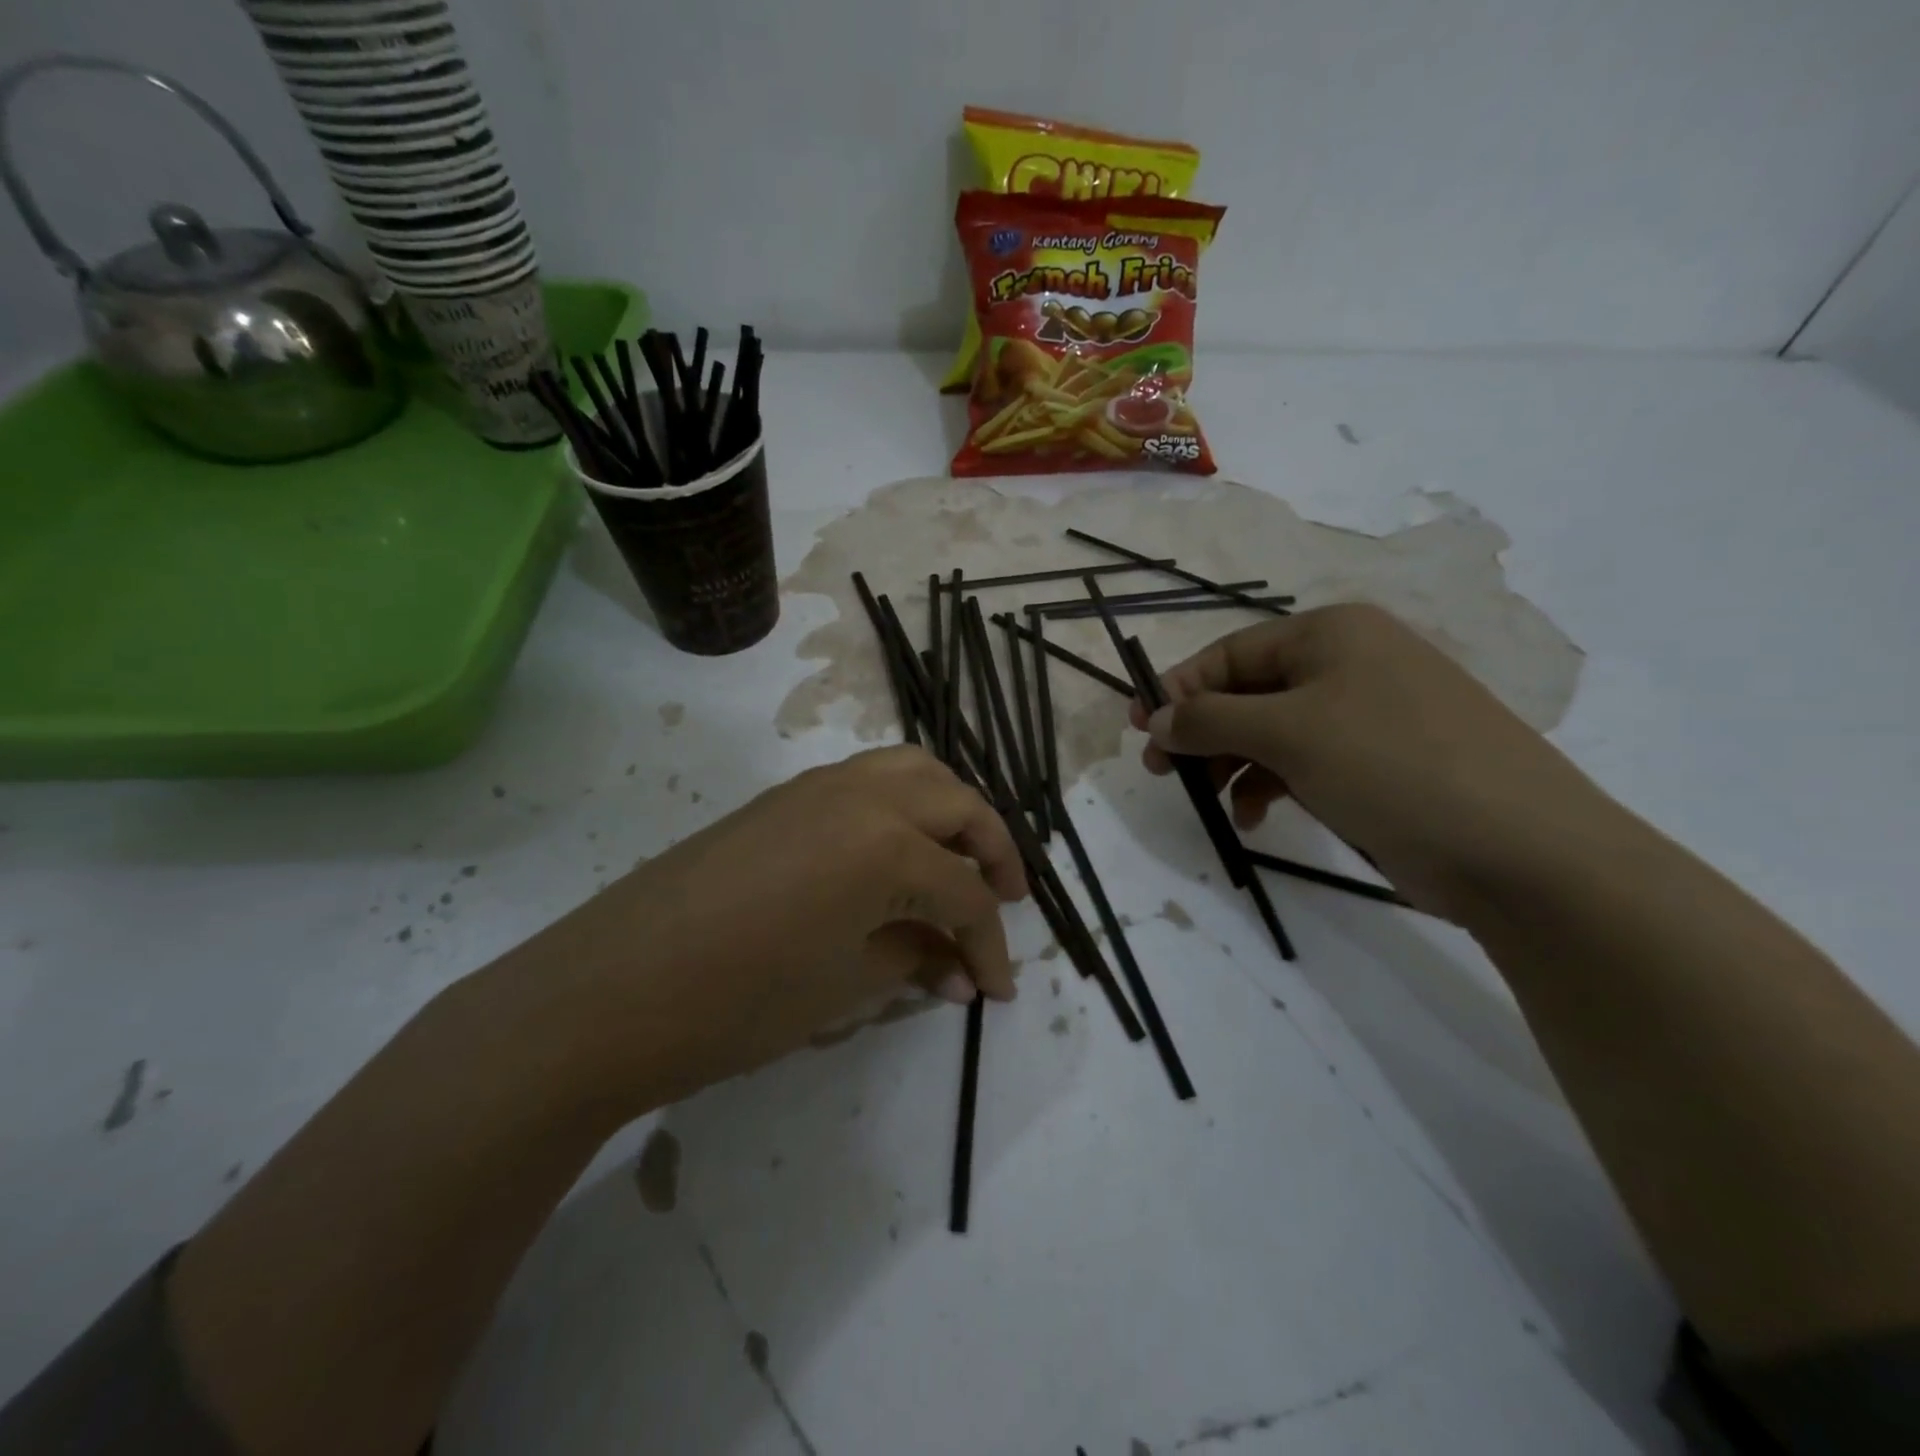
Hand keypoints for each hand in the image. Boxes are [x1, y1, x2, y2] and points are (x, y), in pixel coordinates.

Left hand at [512, 746, 1026, 1110]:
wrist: (610, 990)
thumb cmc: (740, 1001)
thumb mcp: (846, 988)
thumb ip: (915, 962)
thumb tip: (959, 971)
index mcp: (887, 842)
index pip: (965, 894)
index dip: (990, 946)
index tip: (1000, 991)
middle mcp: (862, 793)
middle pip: (956, 803)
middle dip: (992, 850)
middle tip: (1003, 899)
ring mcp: (817, 787)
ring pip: (913, 771)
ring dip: (950, 811)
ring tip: (957, 862)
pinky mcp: (783, 797)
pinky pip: (866, 781)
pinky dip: (901, 805)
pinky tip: (893, 854)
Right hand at [1128, 604, 1615, 919]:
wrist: (1521, 850)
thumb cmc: (1392, 766)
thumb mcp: (1289, 733)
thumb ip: (1211, 719)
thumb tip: (1157, 717)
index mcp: (1330, 634)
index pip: (1230, 653)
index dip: (1179, 688)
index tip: (1140, 729)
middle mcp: (1348, 664)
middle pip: (1248, 691)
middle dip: (1202, 730)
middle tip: (1161, 769)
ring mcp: (1367, 715)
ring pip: (1272, 731)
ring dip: (1232, 762)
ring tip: (1206, 799)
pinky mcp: (1378, 763)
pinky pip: (1304, 762)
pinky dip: (1271, 784)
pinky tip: (1255, 816)